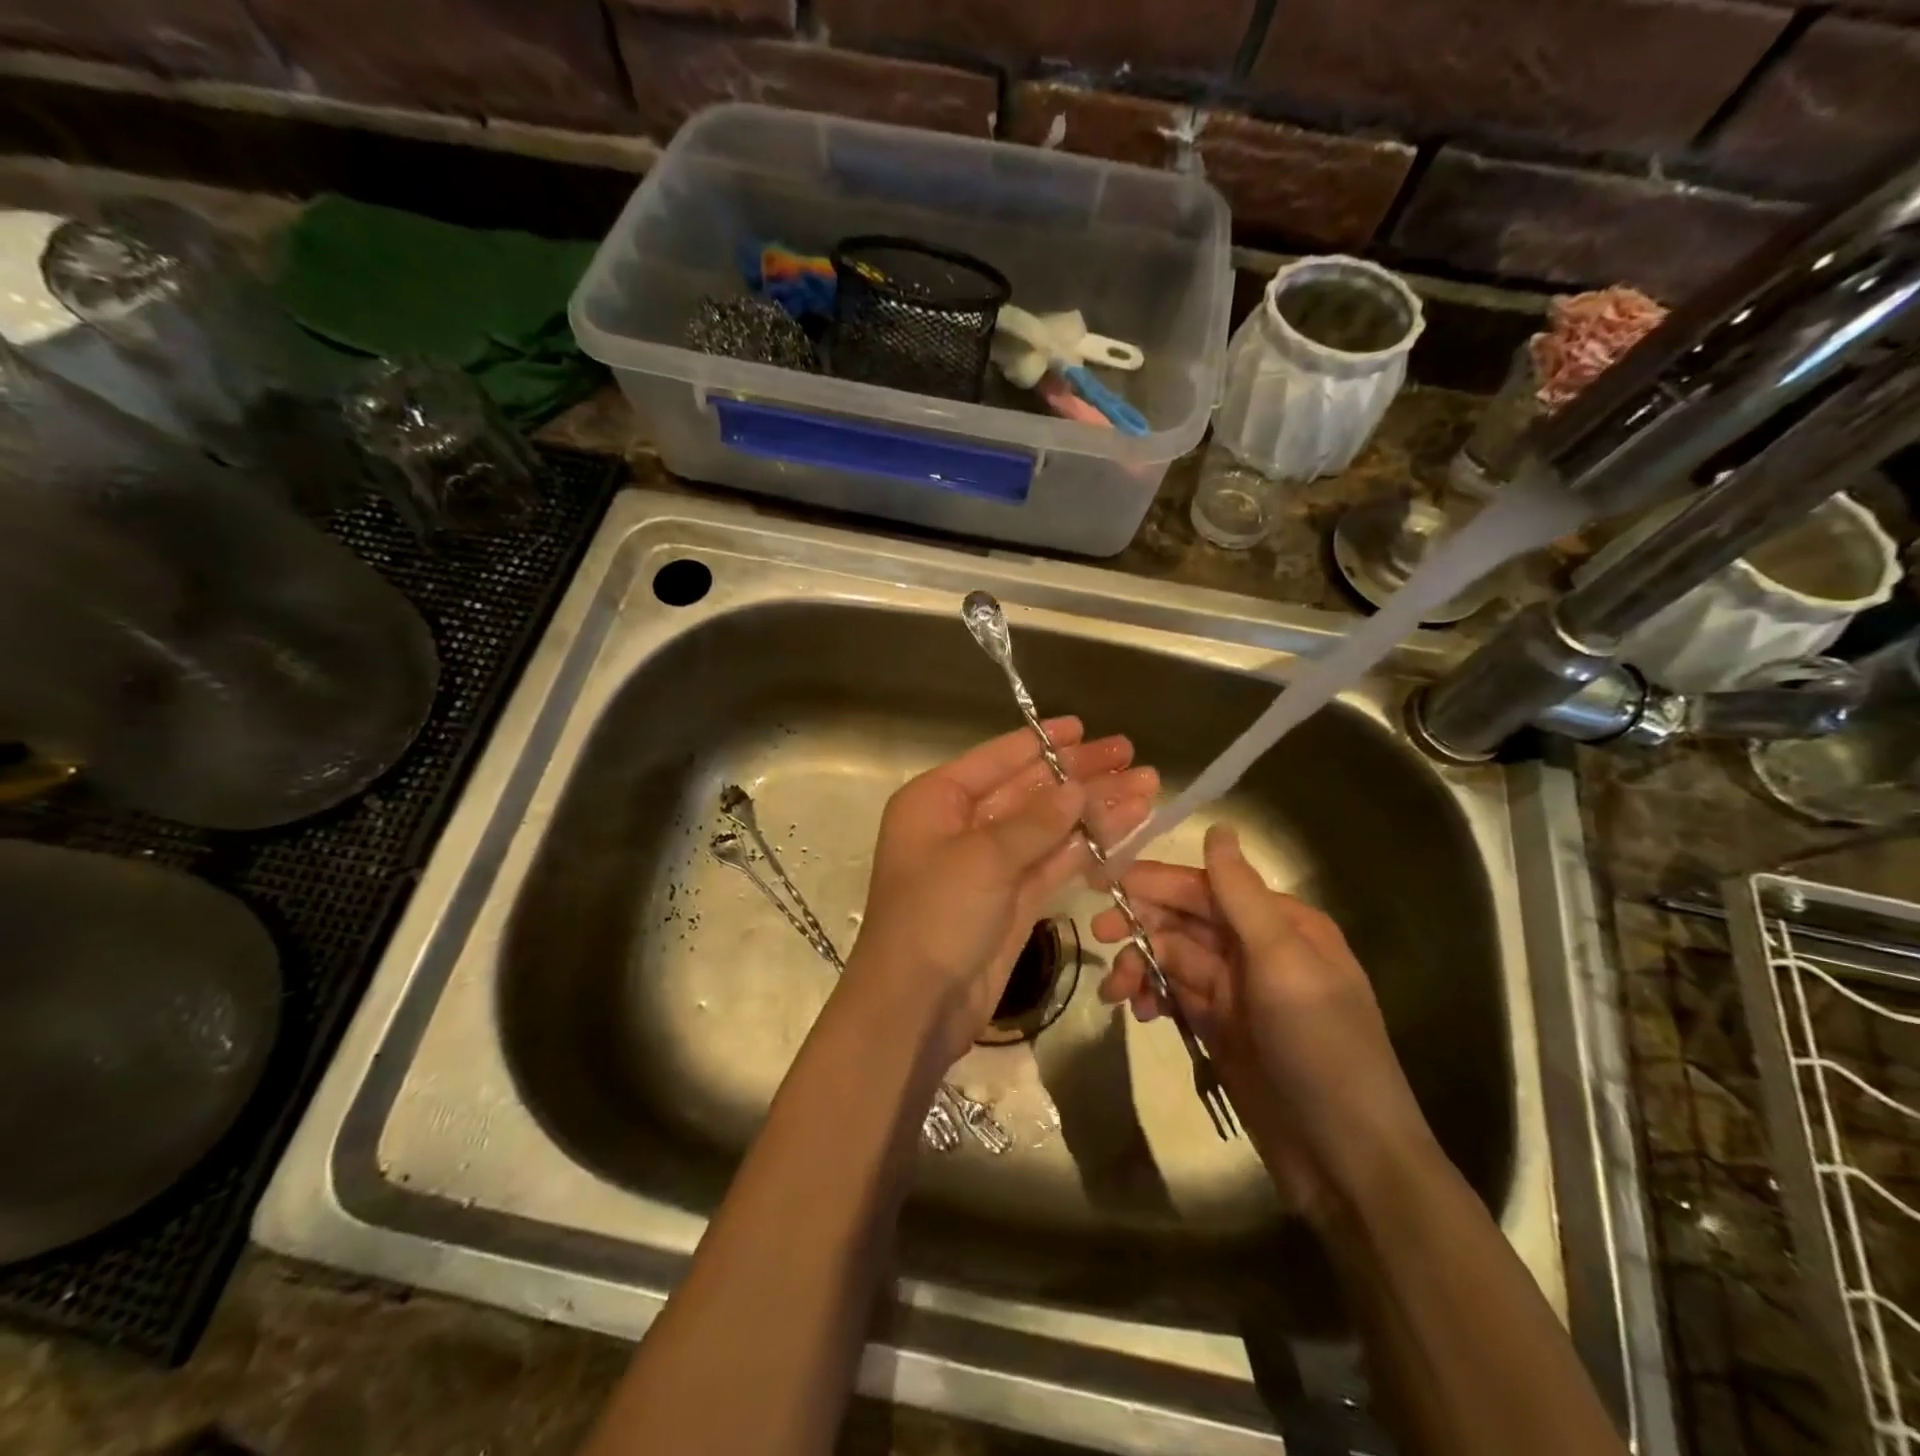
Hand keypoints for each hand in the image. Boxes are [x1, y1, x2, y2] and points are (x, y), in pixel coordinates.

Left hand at [846, 718, 1156, 1065]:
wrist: (916, 1007)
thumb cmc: (935, 916)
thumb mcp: (982, 859)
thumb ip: (1035, 821)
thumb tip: (1077, 787)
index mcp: (937, 800)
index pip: (998, 759)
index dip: (1044, 743)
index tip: (1086, 728)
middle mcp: (962, 825)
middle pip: (1029, 790)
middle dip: (1080, 775)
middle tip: (1131, 756)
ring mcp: (989, 864)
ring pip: (1048, 827)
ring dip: (1094, 810)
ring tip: (1146, 788)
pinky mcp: (1012, 900)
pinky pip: (1054, 863)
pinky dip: (1087, 848)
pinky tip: (1125, 829)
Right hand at [1093, 825, 1433, 1220]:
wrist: (1347, 1160)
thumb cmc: (1320, 1048)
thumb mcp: (1282, 963)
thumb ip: (1241, 896)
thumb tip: (1217, 827)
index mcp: (1280, 923)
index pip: (1206, 887)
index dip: (1154, 881)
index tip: (1102, 882)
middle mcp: (1257, 949)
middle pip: (1184, 921)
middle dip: (1141, 924)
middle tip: (1100, 935)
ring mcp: (1236, 992)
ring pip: (1173, 959)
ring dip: (1141, 967)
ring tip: (1117, 994)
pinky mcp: (1221, 1029)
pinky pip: (1175, 996)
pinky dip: (1152, 998)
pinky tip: (1139, 1013)